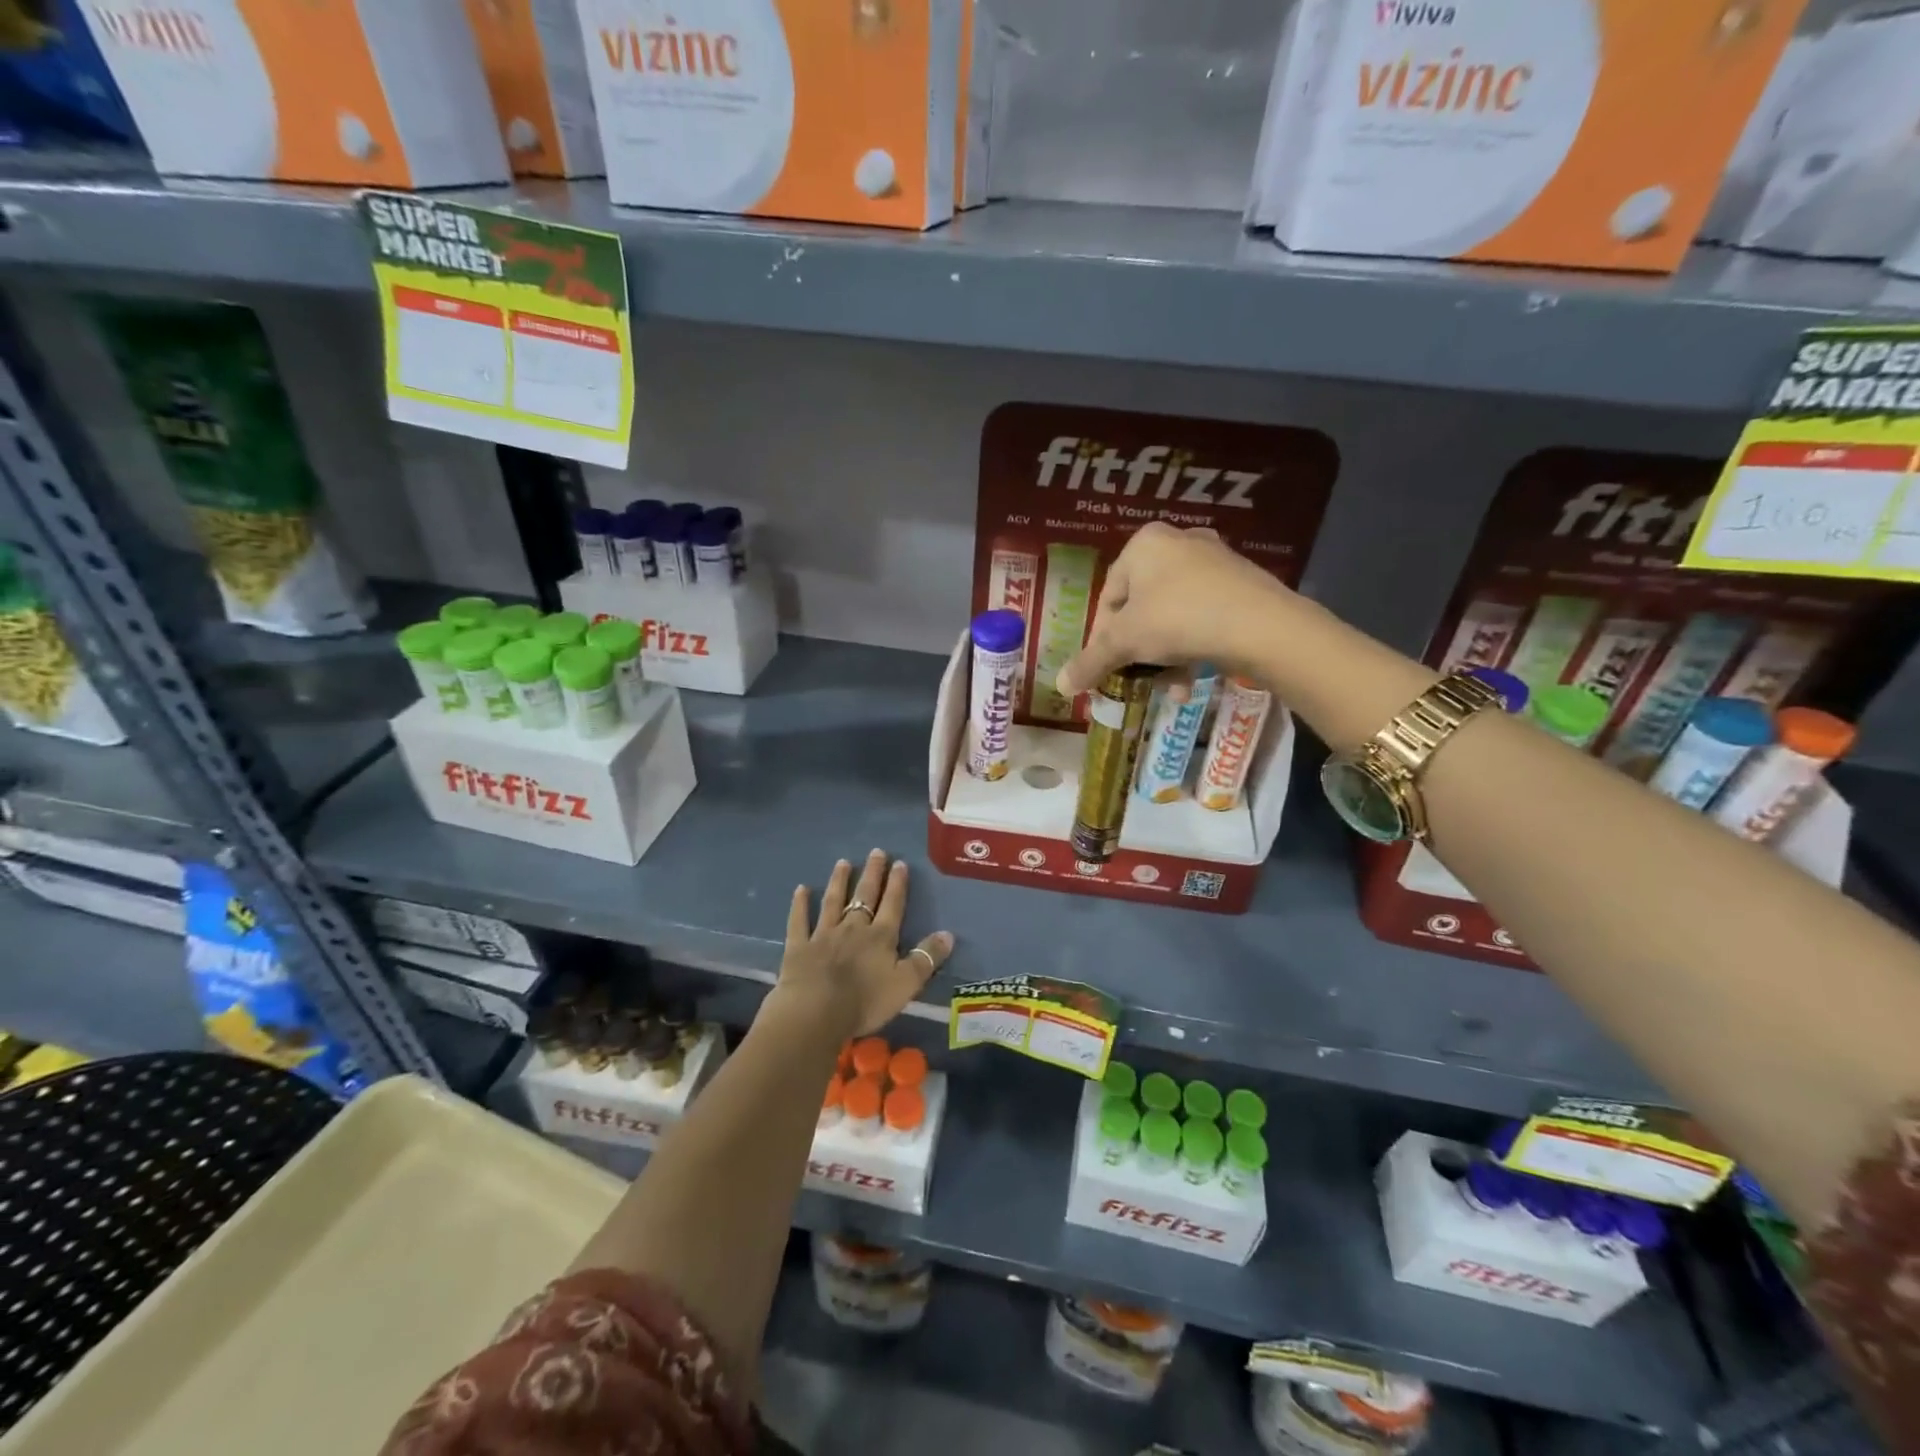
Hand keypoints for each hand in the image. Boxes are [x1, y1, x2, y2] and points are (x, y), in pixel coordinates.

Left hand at [770, 850, 953, 1037]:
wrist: (816, 1012)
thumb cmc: (865, 1002)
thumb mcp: (906, 984)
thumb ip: (926, 958)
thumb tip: (948, 934)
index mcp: (880, 937)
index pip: (892, 904)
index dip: (897, 884)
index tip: (900, 863)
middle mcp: (853, 928)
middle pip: (864, 896)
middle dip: (872, 874)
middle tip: (876, 852)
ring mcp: (823, 934)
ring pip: (833, 902)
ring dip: (839, 881)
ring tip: (843, 862)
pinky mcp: (799, 946)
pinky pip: (799, 921)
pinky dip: (800, 904)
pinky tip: (800, 889)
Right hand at [1056, 523, 1297, 697]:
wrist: (1262, 626)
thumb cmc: (1179, 620)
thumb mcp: (1125, 643)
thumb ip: (1091, 661)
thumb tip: (1060, 686)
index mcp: (1144, 544)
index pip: (1108, 597)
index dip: (1101, 638)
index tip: (1104, 668)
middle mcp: (1178, 542)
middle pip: (1140, 608)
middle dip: (1137, 651)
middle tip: (1136, 678)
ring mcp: (1214, 561)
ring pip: (1171, 616)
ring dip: (1164, 656)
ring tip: (1169, 687)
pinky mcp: (1241, 583)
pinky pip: (1201, 616)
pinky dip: (1191, 646)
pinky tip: (1192, 678)